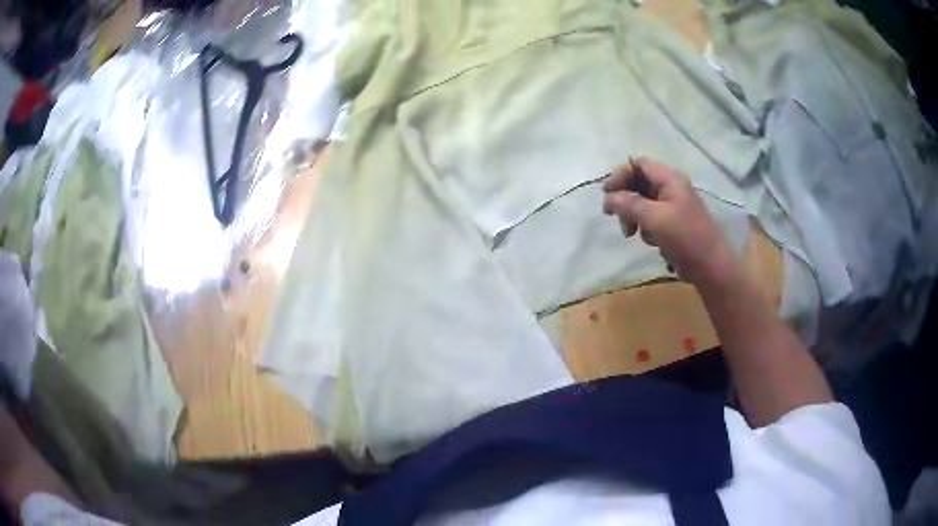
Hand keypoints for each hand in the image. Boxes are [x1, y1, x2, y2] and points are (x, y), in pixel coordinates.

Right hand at [601, 158, 737, 288]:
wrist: (710, 266)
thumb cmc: (685, 237)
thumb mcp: (654, 218)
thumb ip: (629, 204)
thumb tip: (608, 198)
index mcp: (669, 179)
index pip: (638, 164)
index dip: (620, 175)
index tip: (607, 195)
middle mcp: (671, 188)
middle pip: (638, 183)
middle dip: (625, 200)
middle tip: (614, 217)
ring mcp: (672, 206)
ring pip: (642, 203)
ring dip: (633, 216)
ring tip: (632, 234)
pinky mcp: (673, 224)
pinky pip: (651, 219)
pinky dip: (645, 228)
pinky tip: (651, 242)